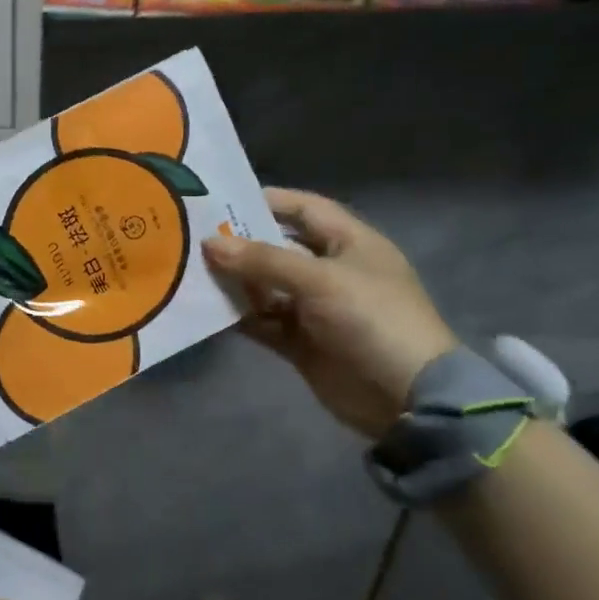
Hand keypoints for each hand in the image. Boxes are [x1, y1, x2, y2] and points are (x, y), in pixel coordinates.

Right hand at [202, 189, 458, 438]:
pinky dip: (240, 316)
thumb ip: (263, 261)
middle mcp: (330, 270)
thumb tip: (209, 243)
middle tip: (193, 237)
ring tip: (192, 273)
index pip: (304, 209)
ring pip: (266, 287)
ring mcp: (315, 308)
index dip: (267, 201)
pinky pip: (263, 321)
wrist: (406, 398)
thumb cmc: (372, 320)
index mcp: (349, 242)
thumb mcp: (319, 280)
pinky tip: (208, 310)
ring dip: (235, 282)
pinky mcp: (302, 342)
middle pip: (278, 248)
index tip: (220, 202)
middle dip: (240, 244)